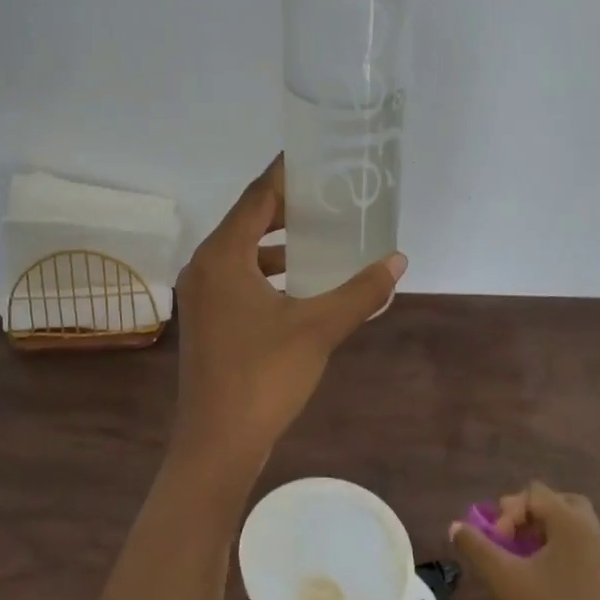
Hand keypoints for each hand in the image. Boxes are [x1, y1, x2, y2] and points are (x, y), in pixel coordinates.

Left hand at [173, 156, 405, 479]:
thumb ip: (360, 291)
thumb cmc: (264, 376)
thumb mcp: (319, 328)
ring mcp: (201, 296)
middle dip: (286, 208)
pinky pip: (237, 277)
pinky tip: (299, 284)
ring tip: (320, 237)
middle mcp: (204, 267)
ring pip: (241, 252)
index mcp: (223, 256)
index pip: (256, 198)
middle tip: (328, 197)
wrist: (217, 443)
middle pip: (247, 221)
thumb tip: (397, 260)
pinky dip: (267, 271)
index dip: (284, 175)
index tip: (313, 156)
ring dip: (277, 243)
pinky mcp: (207, 320)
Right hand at [450, 483, 599, 599]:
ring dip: (543, 535)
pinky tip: (535, 580)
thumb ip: (476, 546)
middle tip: (509, 536)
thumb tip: (455, 527)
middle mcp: (593, 536)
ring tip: (517, 558)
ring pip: (571, 531)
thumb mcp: (502, 578)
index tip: (496, 541)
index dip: (509, 511)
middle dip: (530, 515)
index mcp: (573, 525)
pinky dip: (556, 555)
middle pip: (560, 505)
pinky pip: (578, 554)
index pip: (536, 493)